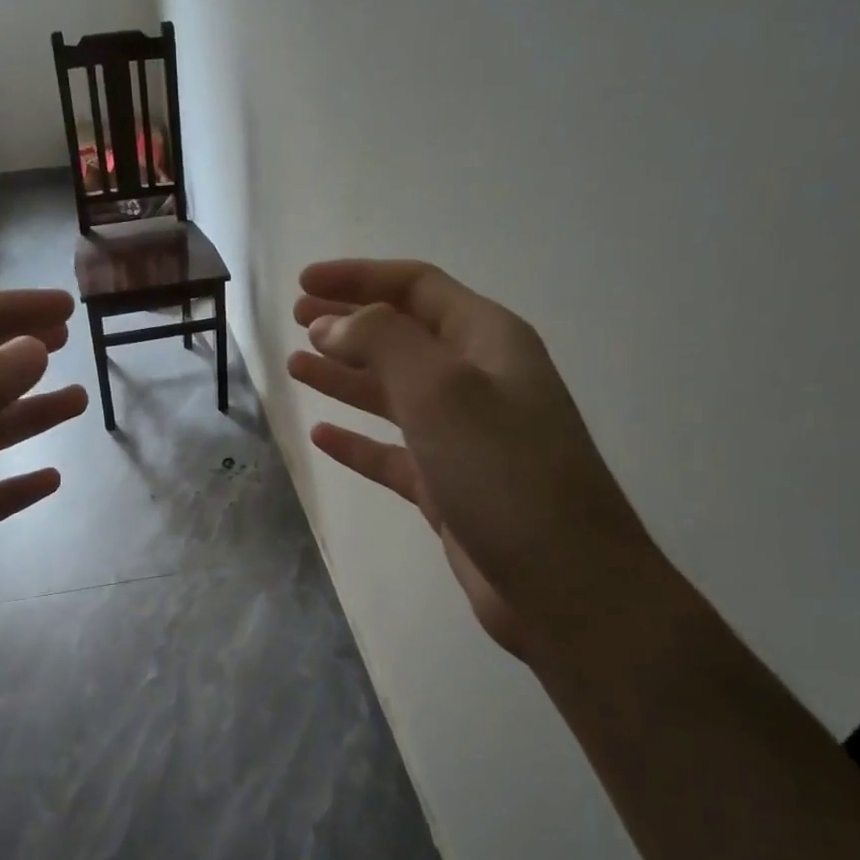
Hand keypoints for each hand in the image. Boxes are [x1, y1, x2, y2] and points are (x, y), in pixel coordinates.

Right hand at [288, 259, 661, 663]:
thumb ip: (382, 343)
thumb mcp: (442, 390)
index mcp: (487, 341)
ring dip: (345, 376)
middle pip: (402, 335)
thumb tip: (330, 324)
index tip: (303, 284)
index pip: (416, 287)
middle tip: (296, 320)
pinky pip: (392, 451)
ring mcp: (463, 436)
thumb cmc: (504, 472)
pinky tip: (322, 437)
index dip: (359, 278)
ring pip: (392, 392)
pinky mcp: (448, 485)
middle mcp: (477, 380)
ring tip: (296, 366)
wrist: (563, 582)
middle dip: (348, 322)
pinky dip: (357, 441)